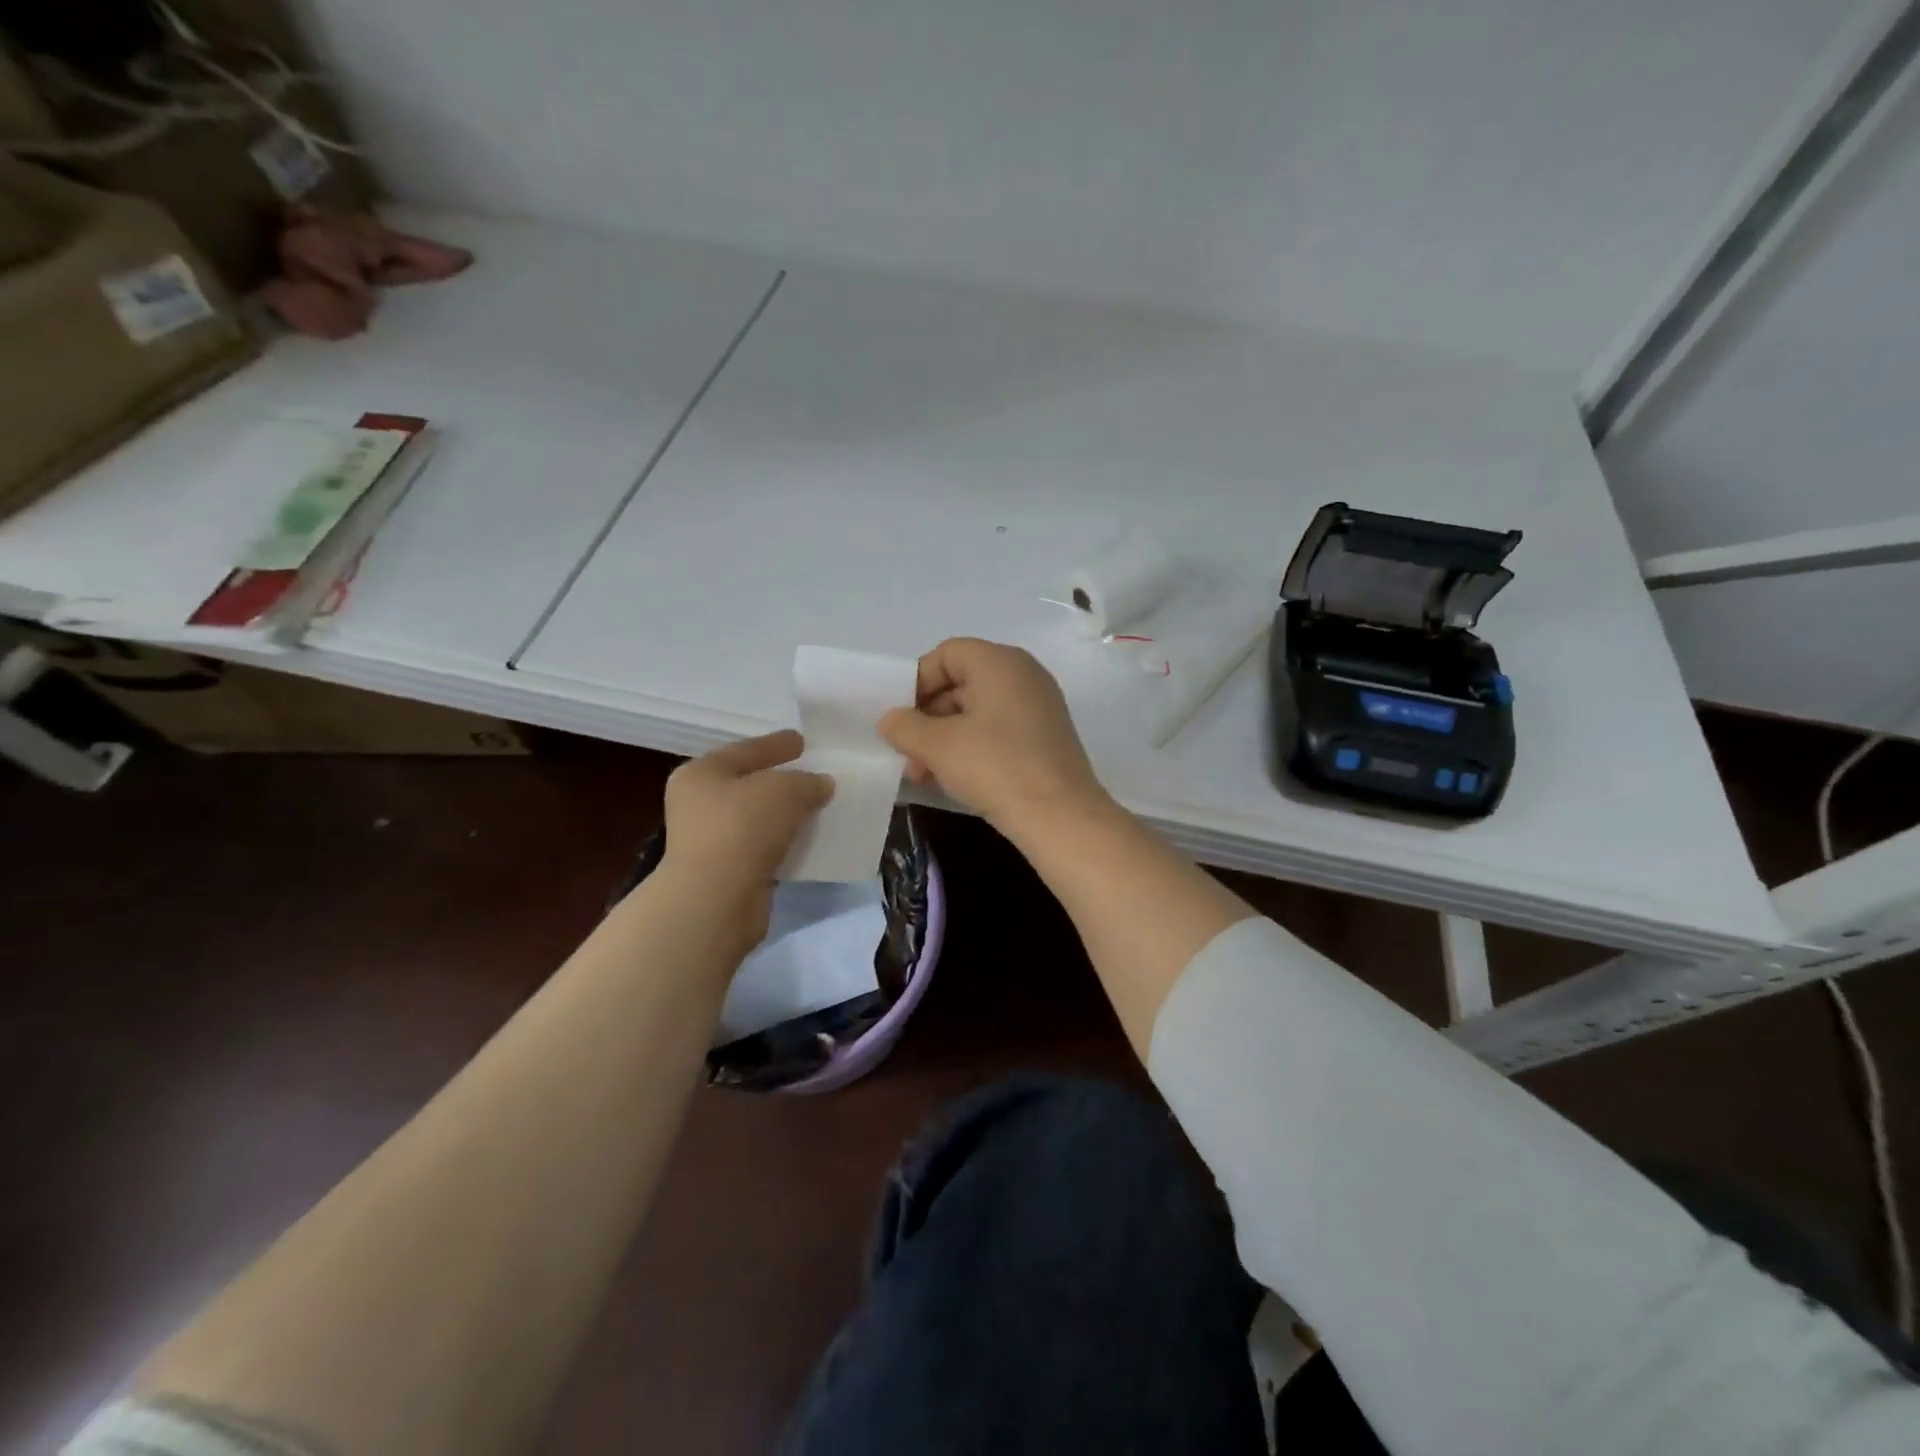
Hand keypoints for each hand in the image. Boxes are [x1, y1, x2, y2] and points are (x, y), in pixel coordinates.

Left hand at [659, 731, 833, 935]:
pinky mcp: (726, 872)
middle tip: (814, 774)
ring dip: (785, 814)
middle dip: (782, 780)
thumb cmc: (743, 827)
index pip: (746, 750)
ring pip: (756, 818)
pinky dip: (783, 842)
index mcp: (701, 773)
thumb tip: (821, 785)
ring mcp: (710, 841)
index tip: (802, 741)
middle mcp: (698, 804)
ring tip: (818, 807)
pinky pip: (762, 847)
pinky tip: (807, 840)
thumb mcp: (785, 789)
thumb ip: (807, 781)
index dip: (776, 744)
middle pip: (749, 784)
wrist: (717, 898)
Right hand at [879, 638, 1108, 832]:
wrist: (1059, 816)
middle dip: (928, 718)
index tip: (901, 719)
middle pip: (962, 683)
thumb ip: (905, 726)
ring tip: (924, 774)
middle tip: (908, 753)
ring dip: (945, 739)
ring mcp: (1039, 707)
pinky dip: (972, 748)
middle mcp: (1024, 675)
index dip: (917, 682)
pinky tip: (953, 780)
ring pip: (978, 712)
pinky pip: (999, 731)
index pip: (947, 654)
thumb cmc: (995, 767)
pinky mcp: (1046, 738)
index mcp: (1000, 662)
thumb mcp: (938, 746)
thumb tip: (891, 720)